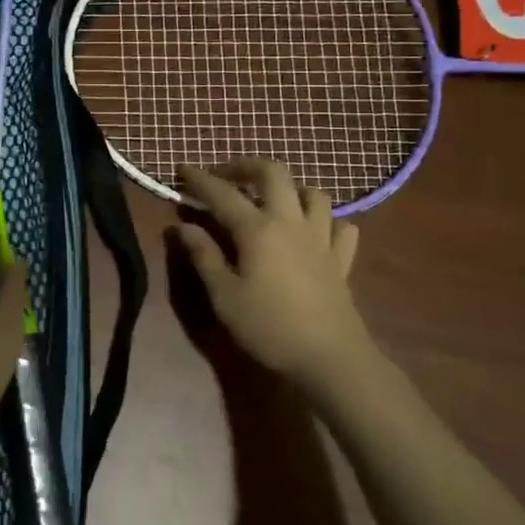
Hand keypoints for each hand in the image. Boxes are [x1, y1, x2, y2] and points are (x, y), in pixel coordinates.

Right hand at [173, 162, 376, 399]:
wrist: (329, 358)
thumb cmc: (268, 327)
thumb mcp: (224, 296)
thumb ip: (204, 256)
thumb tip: (182, 226)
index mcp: (258, 229)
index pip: (222, 194)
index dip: (200, 179)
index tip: (182, 168)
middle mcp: (291, 222)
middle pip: (273, 174)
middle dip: (246, 166)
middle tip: (226, 176)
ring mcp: (321, 238)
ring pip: (313, 193)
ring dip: (290, 189)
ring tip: (272, 202)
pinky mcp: (342, 259)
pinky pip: (340, 226)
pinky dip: (326, 221)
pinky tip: (313, 233)